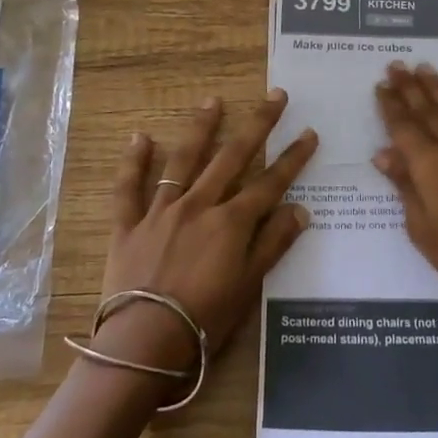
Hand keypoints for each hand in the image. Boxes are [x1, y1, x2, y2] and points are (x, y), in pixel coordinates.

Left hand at [93, 90, 318, 373]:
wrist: (144, 342)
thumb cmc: (205, 320)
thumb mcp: (248, 286)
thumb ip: (274, 244)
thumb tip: (301, 210)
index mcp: (231, 223)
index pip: (270, 183)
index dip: (292, 158)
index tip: (309, 133)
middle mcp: (199, 205)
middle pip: (233, 157)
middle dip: (257, 125)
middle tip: (275, 96)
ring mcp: (161, 212)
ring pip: (184, 161)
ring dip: (201, 129)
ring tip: (212, 101)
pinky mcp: (129, 225)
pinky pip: (129, 188)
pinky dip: (133, 162)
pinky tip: (139, 137)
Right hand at [373, 62, 437, 320]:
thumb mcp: (421, 228)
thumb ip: (405, 186)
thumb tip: (383, 154)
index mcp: (430, 164)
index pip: (404, 126)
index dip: (390, 105)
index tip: (380, 84)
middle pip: (428, 110)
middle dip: (410, 87)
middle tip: (396, 65)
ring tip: (425, 68)